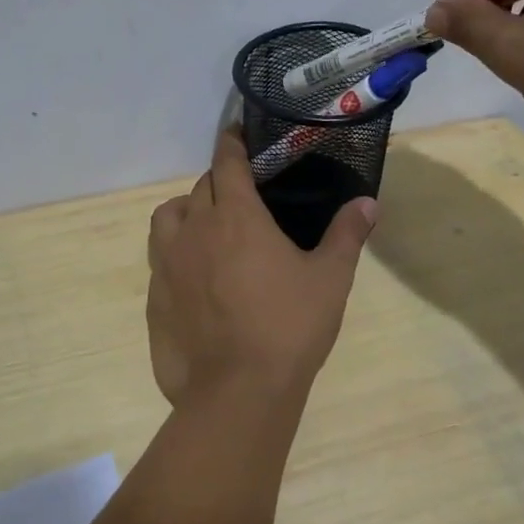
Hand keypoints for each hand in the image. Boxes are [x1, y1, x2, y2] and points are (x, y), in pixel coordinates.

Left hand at [146, 130, 378, 410]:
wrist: (238, 391)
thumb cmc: (289, 327)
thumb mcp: (329, 279)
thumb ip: (346, 235)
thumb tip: (368, 202)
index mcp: (236, 217)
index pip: (227, 164)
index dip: (231, 144)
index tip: (235, 133)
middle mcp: (195, 230)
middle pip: (199, 188)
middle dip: (217, 181)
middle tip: (239, 194)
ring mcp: (168, 264)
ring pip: (168, 217)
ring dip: (186, 211)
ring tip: (206, 226)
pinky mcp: (154, 296)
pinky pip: (159, 257)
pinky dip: (174, 251)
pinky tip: (194, 274)